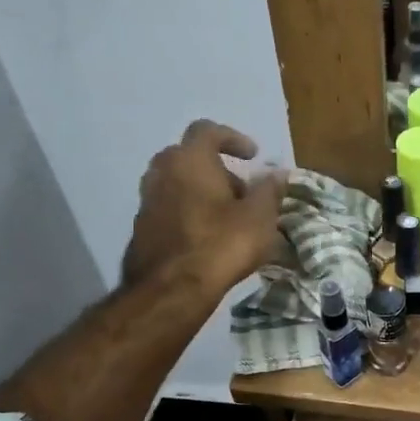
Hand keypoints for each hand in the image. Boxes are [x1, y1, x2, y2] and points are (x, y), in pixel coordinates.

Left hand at [121, 121, 286, 291]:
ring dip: (203, 193)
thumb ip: (269, 190)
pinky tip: (209, 238)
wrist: (171, 290)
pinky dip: (190, 213)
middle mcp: (162, 172)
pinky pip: (170, 209)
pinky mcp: (142, 228)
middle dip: (218, 169)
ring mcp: (147, 201)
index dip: (232, 138)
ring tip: (229, 218)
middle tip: (242, 192)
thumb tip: (277, 173)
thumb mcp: (259, 217)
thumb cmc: (221, 243)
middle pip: (190, 158)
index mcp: (190, 159)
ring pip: (178, 184)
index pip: (207, 130)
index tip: (252, 155)